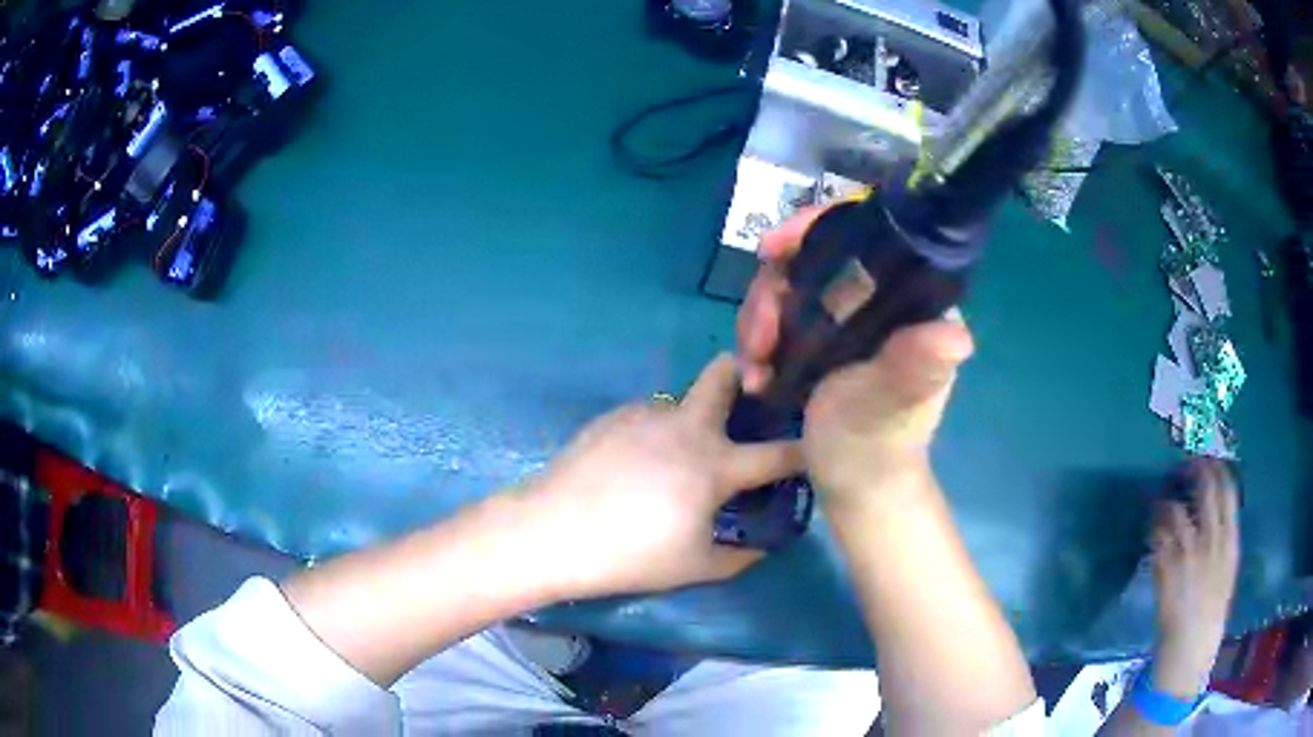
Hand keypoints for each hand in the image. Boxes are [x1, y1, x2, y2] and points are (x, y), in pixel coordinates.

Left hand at [523, 354, 803, 599]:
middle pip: (725, 374)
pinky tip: (633, 467)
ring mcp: (646, 414)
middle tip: (748, 400)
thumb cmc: (630, 555)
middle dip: (745, 374)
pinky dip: (655, 435)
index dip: (806, 449)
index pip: (779, 453)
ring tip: (671, 464)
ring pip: (682, 403)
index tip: (817, 446)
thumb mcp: (695, 567)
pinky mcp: (613, 416)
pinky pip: (649, 417)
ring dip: (692, 422)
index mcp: (714, 465)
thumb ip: (740, 556)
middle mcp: (686, 426)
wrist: (552, 531)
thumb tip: (763, 546)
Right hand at [736, 206, 973, 498]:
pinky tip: (756, 375)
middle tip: (757, 341)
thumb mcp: (890, 402)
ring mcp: (851, 318)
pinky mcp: (825, 339)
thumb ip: (914, 365)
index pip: (864, 235)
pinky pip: (782, 317)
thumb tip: (957, 336)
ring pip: (790, 288)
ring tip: (754, 367)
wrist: (856, 487)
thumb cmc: (876, 446)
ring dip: (760, 322)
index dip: (814, 227)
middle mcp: (881, 299)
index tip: (770, 249)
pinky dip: (761, 341)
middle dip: (773, 295)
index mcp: (910, 301)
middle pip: (814, 260)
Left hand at [1151, 459, 1240, 696]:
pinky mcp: (1166, 569)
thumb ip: (1223, 541)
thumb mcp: (1226, 571)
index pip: (1228, 489)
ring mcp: (1189, 553)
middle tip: (1180, 467)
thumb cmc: (1210, 614)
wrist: (1190, 648)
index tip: (1206, 459)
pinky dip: (1152, 526)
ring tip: (1159, 500)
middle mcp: (1212, 540)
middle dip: (1191, 470)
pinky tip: (1150, 526)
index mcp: (1231, 541)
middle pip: (1204, 488)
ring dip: (1165, 500)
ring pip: (1175, 508)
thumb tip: (1213, 515)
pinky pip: (1157, 535)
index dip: (1216, 468)